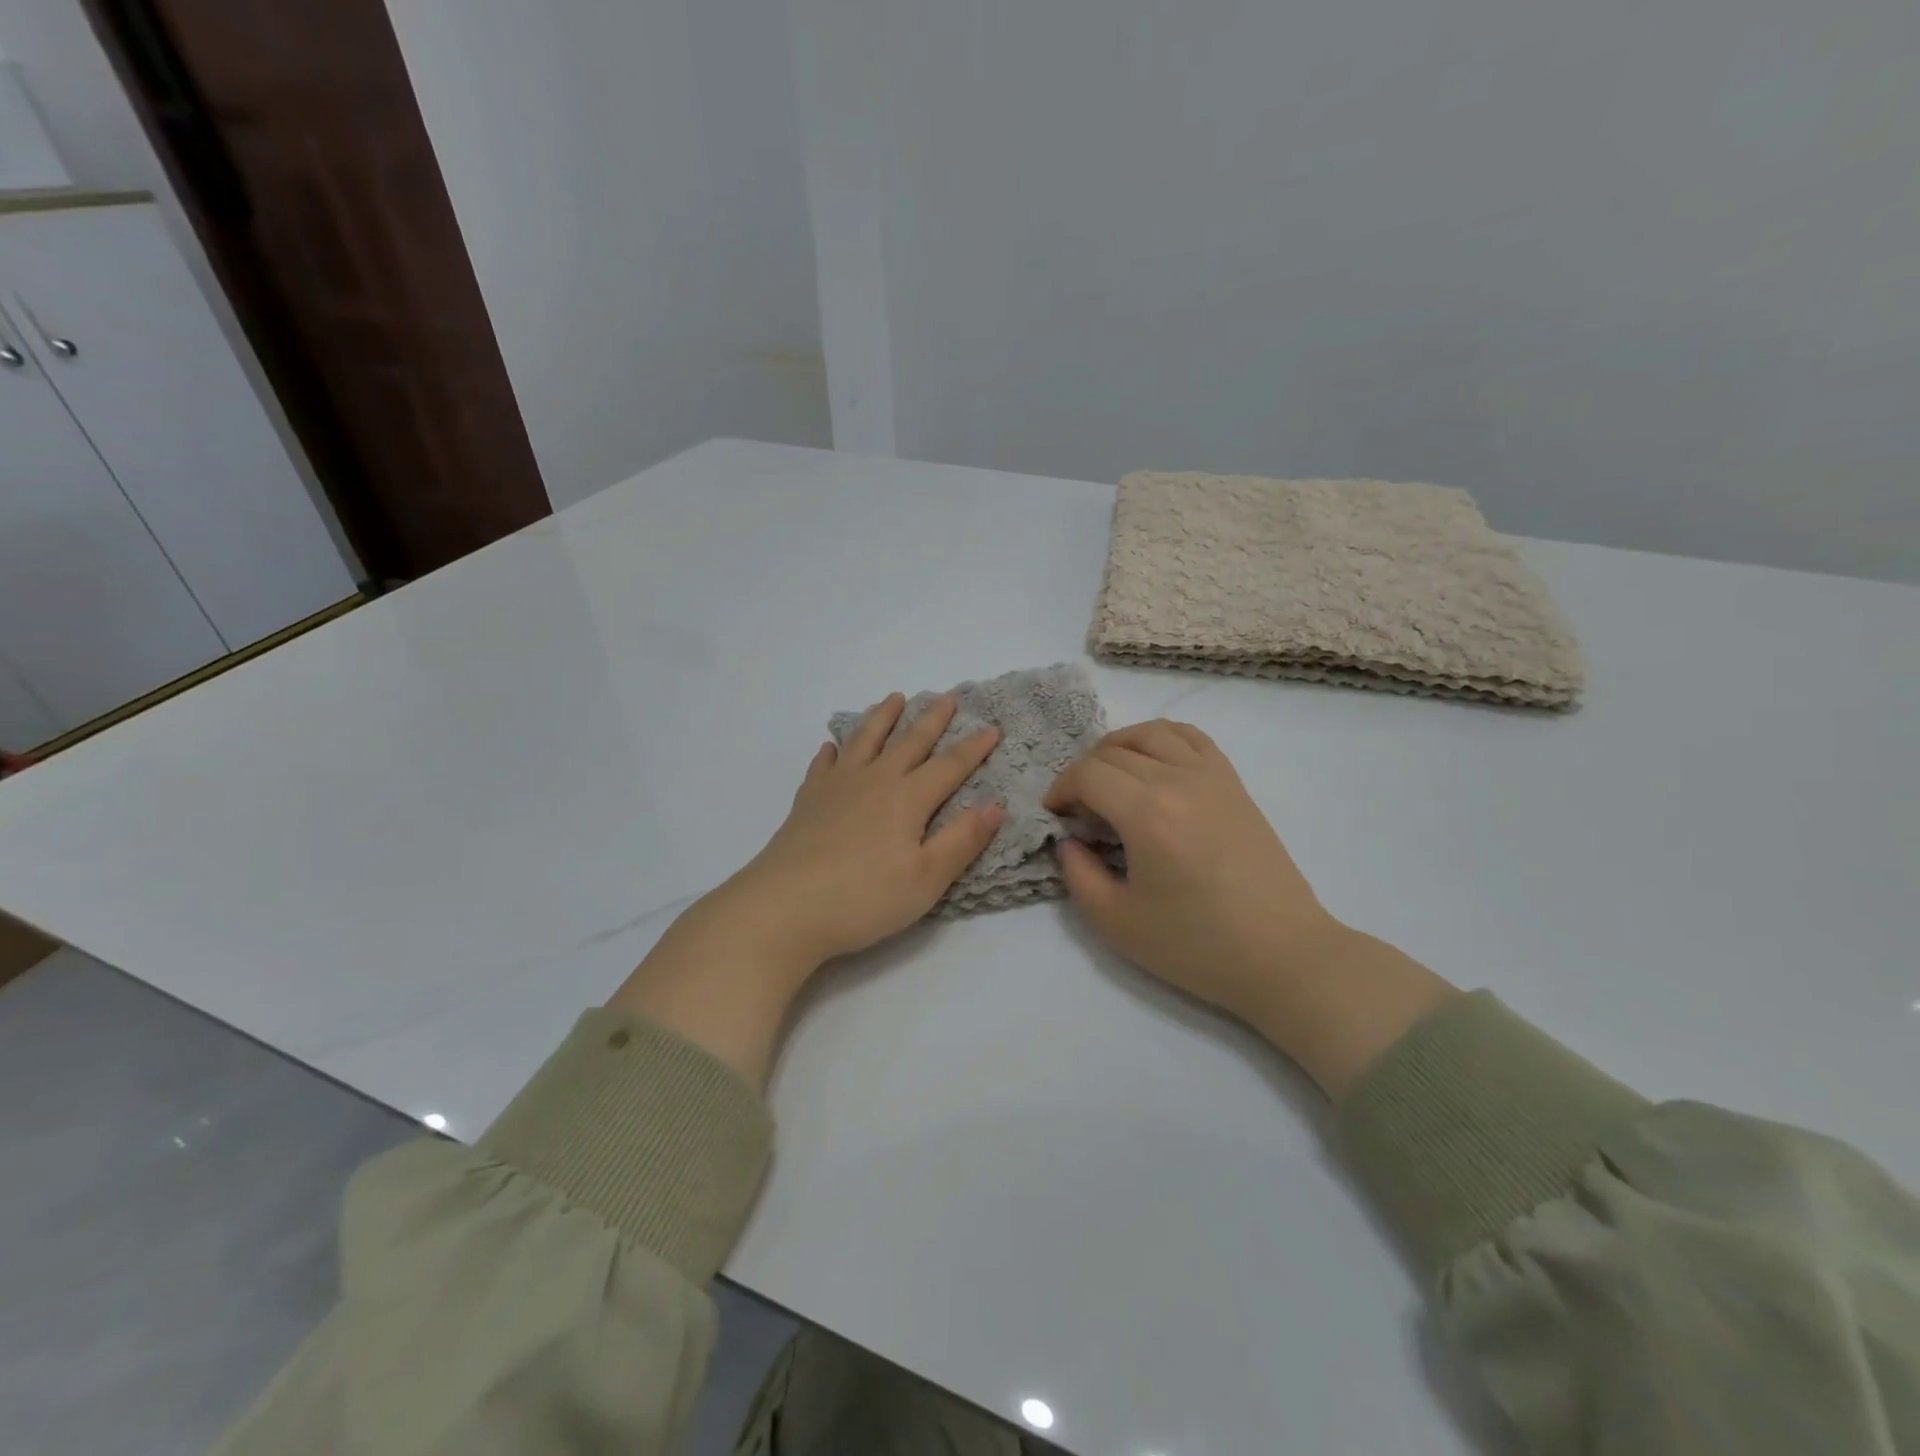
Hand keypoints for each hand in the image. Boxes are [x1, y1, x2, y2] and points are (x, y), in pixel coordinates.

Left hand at [721, 692, 1004, 969]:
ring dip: (882, 717)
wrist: (785, 907)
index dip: (973, 748)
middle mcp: (875, 781)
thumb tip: (996, 805)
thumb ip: (962, 840)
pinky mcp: (808, 801)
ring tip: (893, 698)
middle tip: (947, 697)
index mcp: (908, 799)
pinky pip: (823, 765)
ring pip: (865, 740)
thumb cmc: (864, 898)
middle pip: (909, 742)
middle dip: (932, 719)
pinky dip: (831, 752)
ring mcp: (837, 787)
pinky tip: (831, 747)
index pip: (949, 766)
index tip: (993, 728)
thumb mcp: (927, 879)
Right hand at [1046, 720, 1456, 1095]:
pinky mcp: (1234, 784)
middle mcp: (1179, 780)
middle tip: (1078, 809)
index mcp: (1147, 813)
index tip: (1054, 815)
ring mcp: (1212, 777)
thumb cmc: (1196, 946)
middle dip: (1084, 773)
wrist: (1281, 955)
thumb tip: (1069, 841)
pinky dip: (1163, 739)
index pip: (1088, 774)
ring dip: (1118, 747)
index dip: (1061, 788)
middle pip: (1114, 751)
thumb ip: (1078, 875)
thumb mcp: (1117, 923)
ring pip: (1152, 733)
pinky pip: (1192, 738)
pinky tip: (1153, 763)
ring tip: (1109, 777)